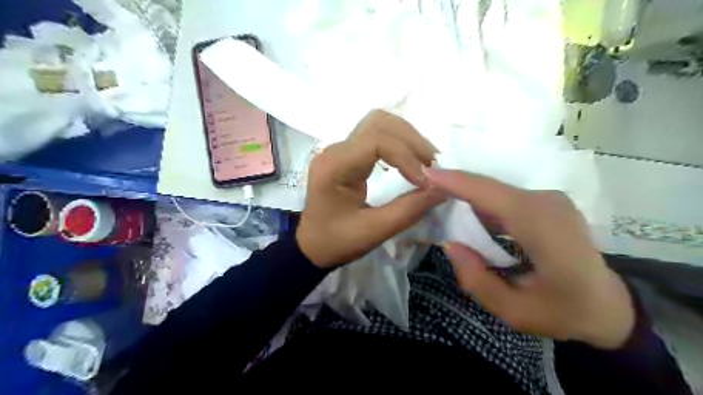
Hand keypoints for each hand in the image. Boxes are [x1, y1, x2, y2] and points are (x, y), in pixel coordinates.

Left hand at [297, 111, 444, 269]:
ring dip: (406, 137)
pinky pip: (376, 135)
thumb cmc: (336, 241)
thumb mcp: (373, 231)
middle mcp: (335, 150)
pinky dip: (398, 142)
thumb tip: (443, 189)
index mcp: (334, 167)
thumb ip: (408, 210)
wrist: (312, 245)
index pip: (376, 141)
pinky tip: (410, 159)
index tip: (426, 180)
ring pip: (378, 123)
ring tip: (426, 160)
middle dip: (411, 140)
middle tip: (433, 164)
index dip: (406, 156)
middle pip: (378, 122)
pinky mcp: (347, 154)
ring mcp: (340, 149)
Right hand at [422, 168, 637, 349]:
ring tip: (441, 206)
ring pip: (496, 191)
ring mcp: (551, 200)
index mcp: (543, 228)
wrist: (609, 306)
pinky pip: (506, 197)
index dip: (456, 181)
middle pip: (490, 188)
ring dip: (468, 197)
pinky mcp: (548, 203)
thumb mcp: (513, 312)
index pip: (490, 194)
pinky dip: (483, 204)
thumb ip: (476, 280)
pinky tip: (469, 217)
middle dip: (455, 187)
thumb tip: (450, 244)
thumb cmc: (563, 311)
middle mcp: (548, 204)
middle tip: (425, 193)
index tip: (425, 173)